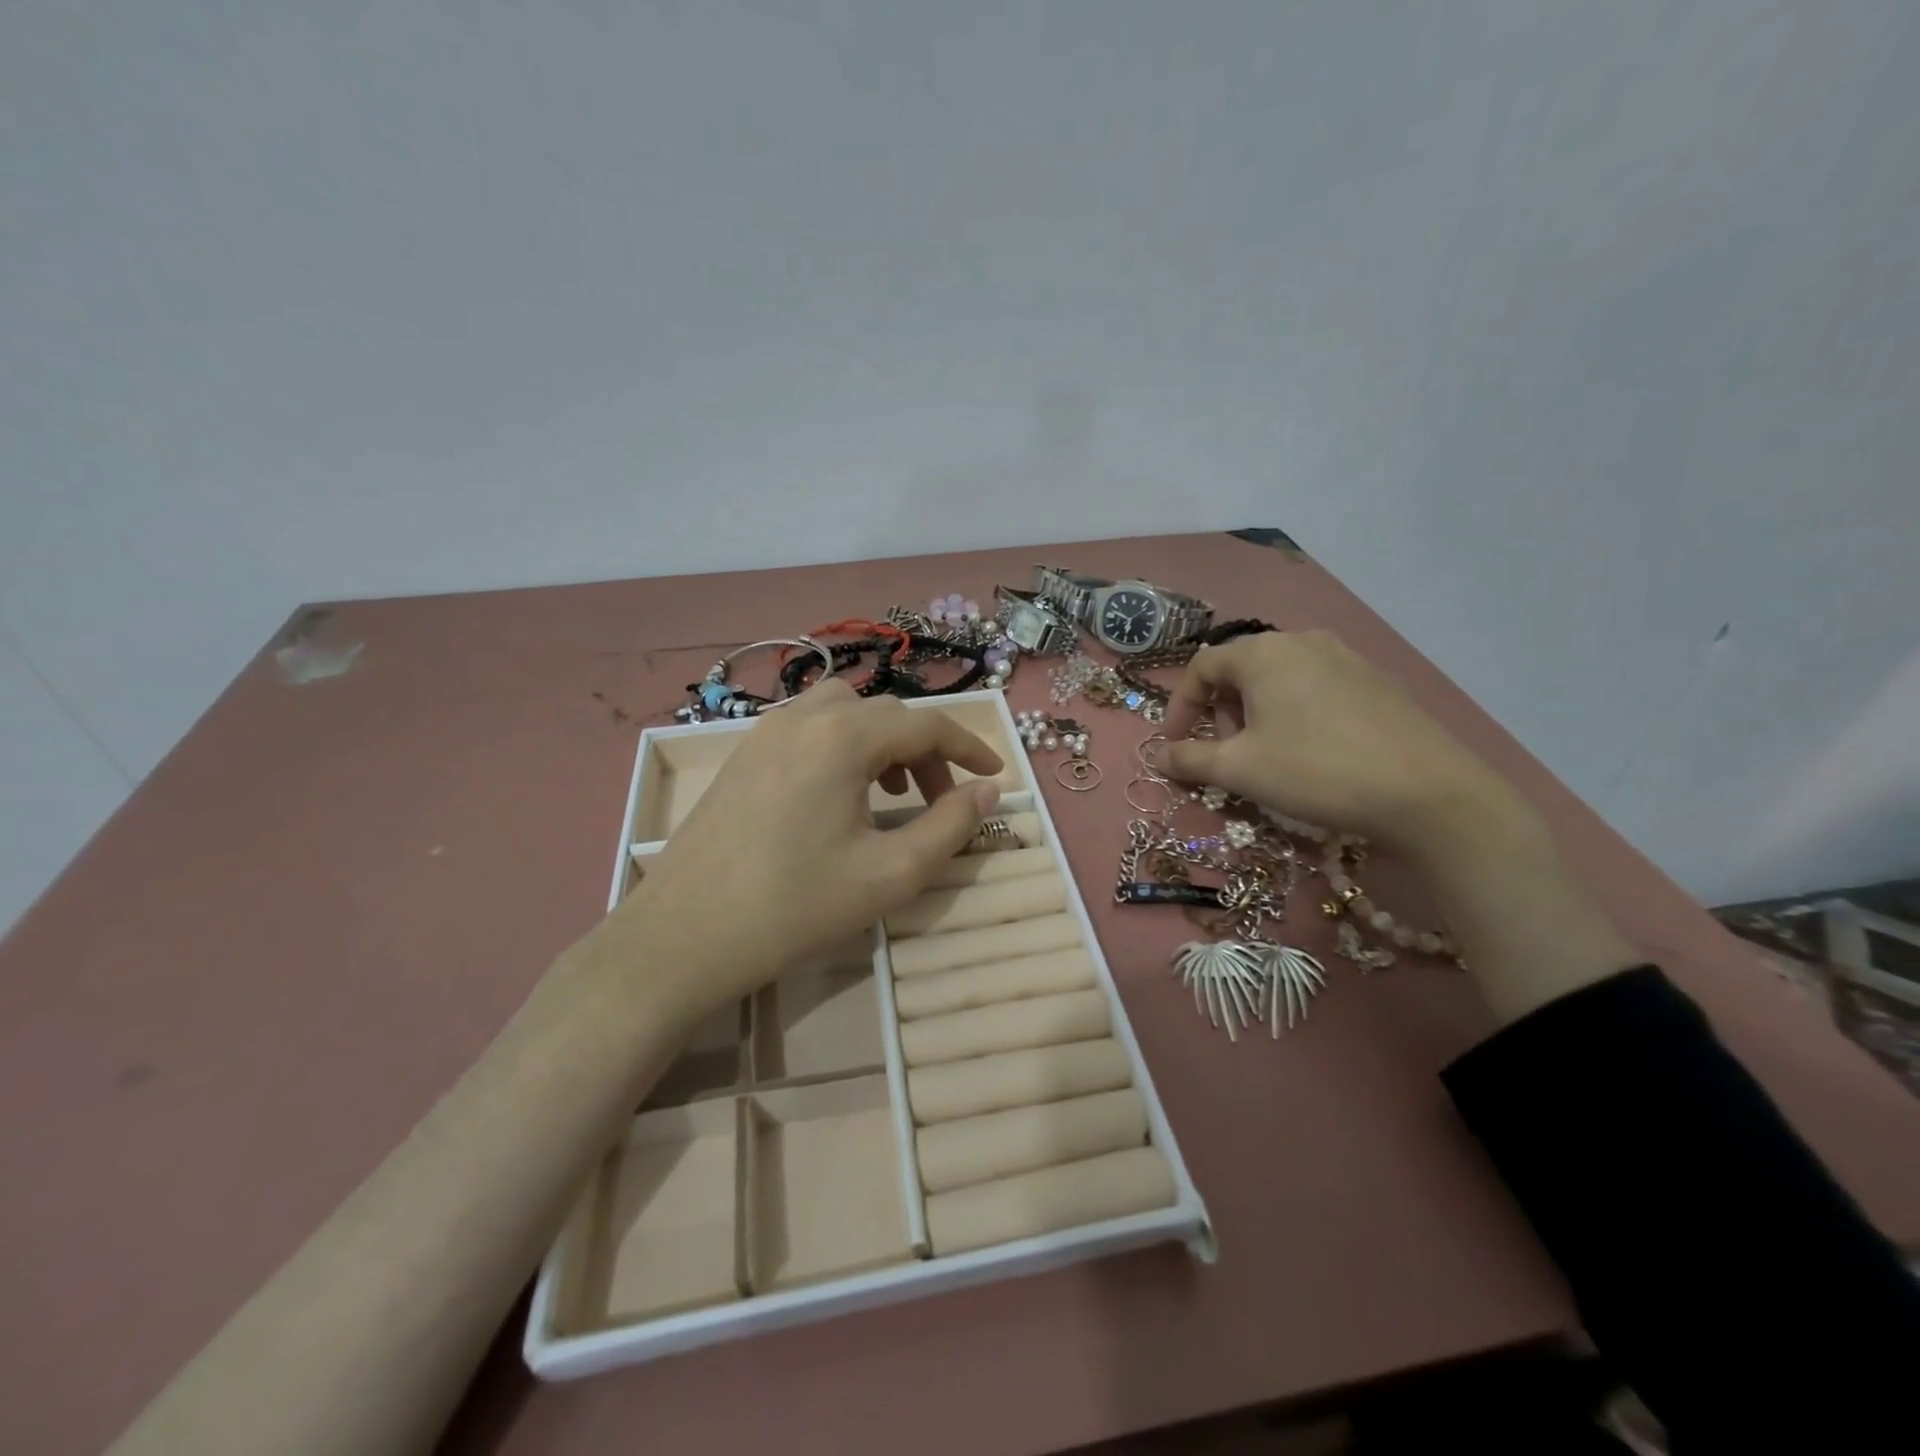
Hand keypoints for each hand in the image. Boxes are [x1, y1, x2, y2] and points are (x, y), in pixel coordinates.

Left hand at [612, 681, 1002, 1016]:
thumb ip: (950, 827)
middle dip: (927, 751)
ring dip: (882, 742)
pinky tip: (839, 795)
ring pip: (845, 713)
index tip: (996, 774)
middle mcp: (804, 718)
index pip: (926, 725)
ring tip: (891, 792)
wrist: (683, 937)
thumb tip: (987, 791)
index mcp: (842, 738)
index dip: (969, 746)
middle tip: (941, 800)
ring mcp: (766, 732)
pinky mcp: (743, 754)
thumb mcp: (891, 874)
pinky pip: (809, 728)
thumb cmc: (794, 907)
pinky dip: (843, 746)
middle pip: (886, 715)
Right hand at [1160, 629, 1537, 864]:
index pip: (1202, 666)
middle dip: (1222, 711)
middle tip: (1226, 753)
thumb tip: (1159, 755)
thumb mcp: (1240, 769)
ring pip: (1280, 677)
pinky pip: (1316, 687)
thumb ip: (1189, 759)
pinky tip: (1312, 750)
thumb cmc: (1316, 771)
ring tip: (1267, 754)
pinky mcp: (1377, 680)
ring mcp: (1346, 657)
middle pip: (1241, 668)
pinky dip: (1295, 712)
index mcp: (1264, 652)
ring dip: (1257, 712)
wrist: (1429, 792)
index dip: (1181, 707)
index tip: (1178, 745)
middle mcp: (1303, 641)